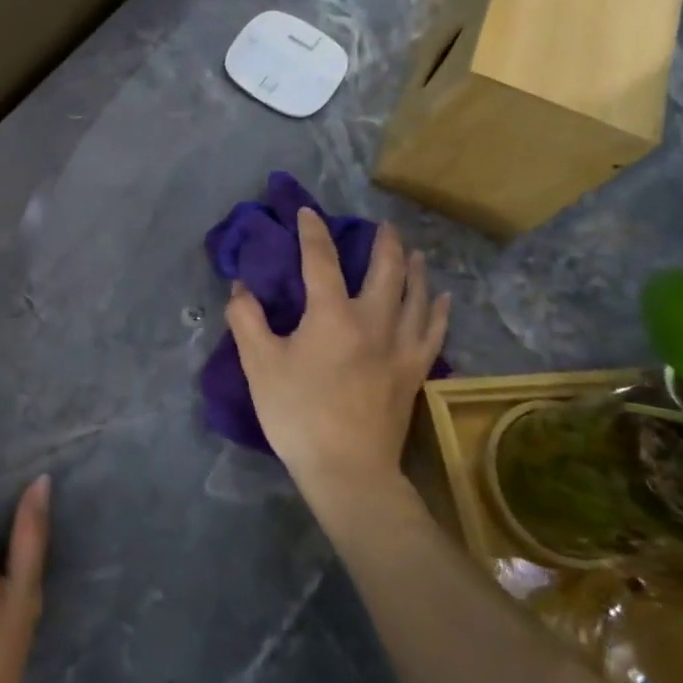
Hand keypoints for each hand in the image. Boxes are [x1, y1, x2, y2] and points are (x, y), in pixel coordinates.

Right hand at [226, 210, 449, 504]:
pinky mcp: (416, 371)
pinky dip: (437, 309)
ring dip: (414, 268)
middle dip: (383, 242)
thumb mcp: (259, 365)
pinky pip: (433, 330)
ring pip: (416, 295)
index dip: (313, 232)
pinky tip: (441, 298)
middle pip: (386, 270)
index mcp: (332, 314)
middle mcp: (373, 320)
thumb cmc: (298, 414)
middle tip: (381, 225)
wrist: (348, 470)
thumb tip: (241, 287)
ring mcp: (401, 346)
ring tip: (413, 251)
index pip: (321, 260)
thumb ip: (247, 319)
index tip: (308, 212)